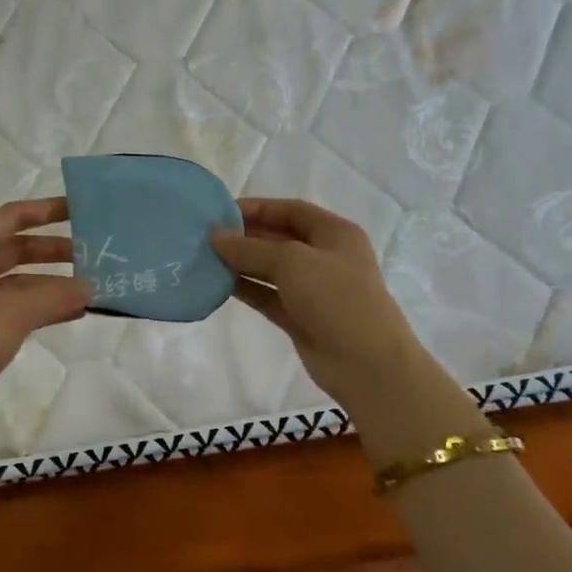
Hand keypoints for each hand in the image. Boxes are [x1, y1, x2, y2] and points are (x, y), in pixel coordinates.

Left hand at [0, 198, 90, 468]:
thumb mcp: (16, 312)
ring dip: (49, 283)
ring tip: (88, 288)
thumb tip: (90, 287)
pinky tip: (69, 315)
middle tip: (91, 255)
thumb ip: (56, 295)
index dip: (44, 210)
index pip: (10, 217)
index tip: (78, 211)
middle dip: (52, 250)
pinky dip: (39, 308)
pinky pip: (12, 308)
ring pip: (15, 281)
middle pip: (14, 249)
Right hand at [210, 198, 424, 415]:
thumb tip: (214, 236)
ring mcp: (313, 290)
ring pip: (271, 269)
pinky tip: (218, 284)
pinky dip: (246, 289)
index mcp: (335, 234)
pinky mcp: (300, 317)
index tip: (220, 212)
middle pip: (279, 238)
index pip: (291, 211)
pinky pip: (268, 296)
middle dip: (245, 236)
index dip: (258, 208)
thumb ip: (250, 248)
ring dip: (241, 264)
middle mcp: (325, 257)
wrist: (366, 363)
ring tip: (205, 259)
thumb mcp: (292, 262)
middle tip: (206, 237)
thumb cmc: (335, 298)